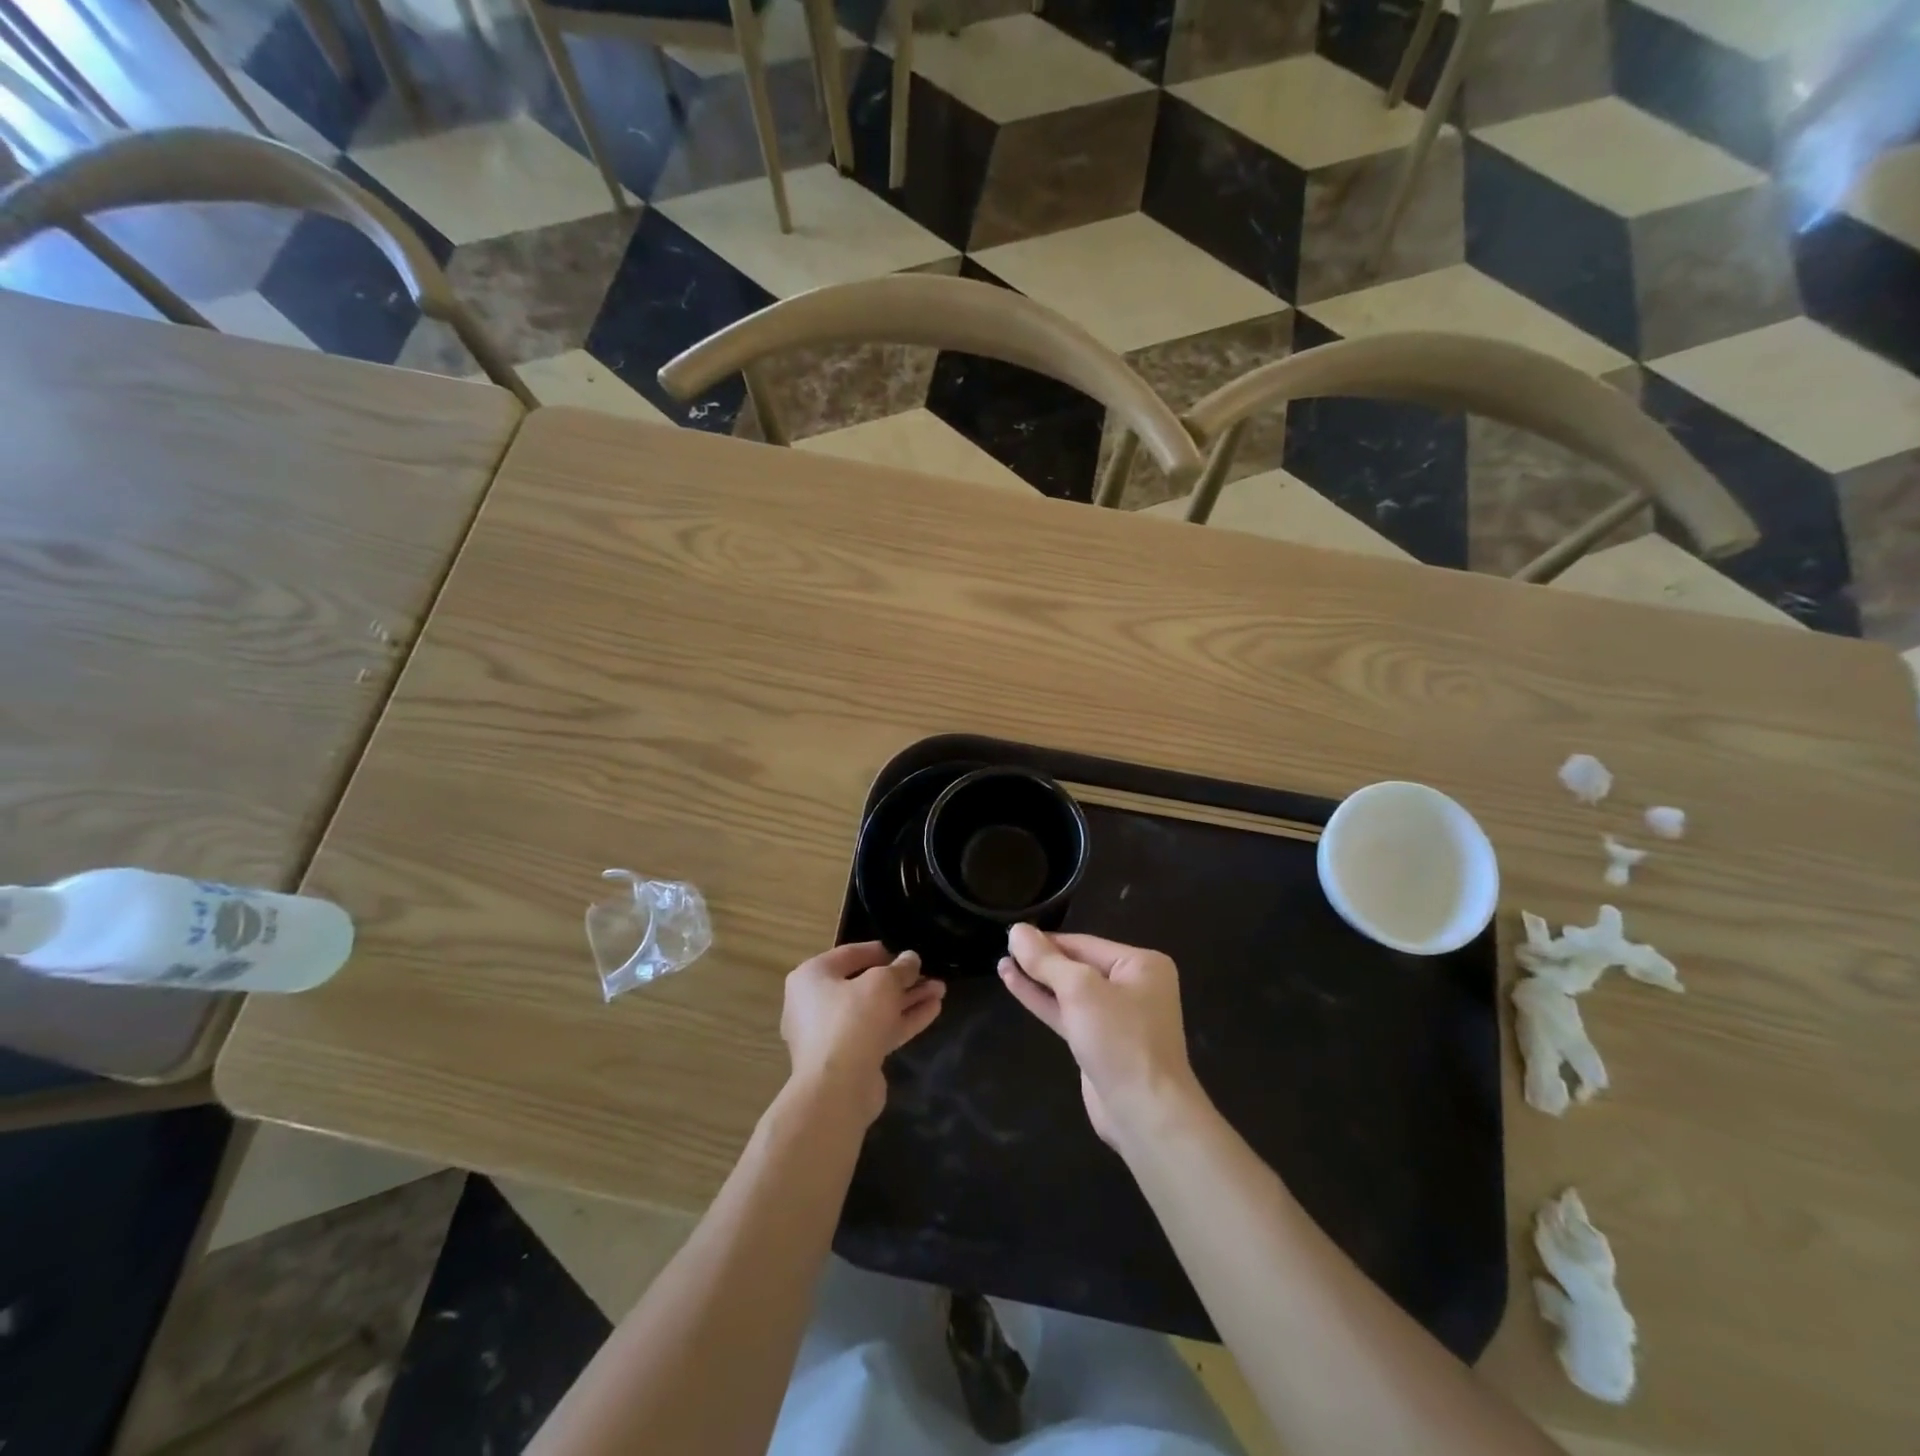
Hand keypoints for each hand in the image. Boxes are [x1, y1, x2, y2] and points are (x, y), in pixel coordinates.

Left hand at [781, 942, 944, 1125]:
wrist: (836, 1090)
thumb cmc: (852, 1020)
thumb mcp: (882, 983)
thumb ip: (900, 968)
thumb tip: (911, 959)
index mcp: (813, 976)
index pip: (850, 954)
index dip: (882, 951)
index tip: (908, 954)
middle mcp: (816, 1003)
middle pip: (865, 984)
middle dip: (902, 980)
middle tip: (930, 974)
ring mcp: (832, 1034)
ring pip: (875, 1010)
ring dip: (907, 999)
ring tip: (940, 990)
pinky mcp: (849, 1058)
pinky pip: (878, 1031)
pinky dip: (903, 1020)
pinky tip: (933, 1009)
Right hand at [999, 925, 1200, 1146]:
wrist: (1144, 1113)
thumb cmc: (1120, 1039)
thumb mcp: (1080, 990)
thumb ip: (1046, 960)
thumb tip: (1017, 930)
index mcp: (1141, 965)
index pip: (1084, 943)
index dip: (1046, 940)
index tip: (1011, 935)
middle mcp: (1133, 986)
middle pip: (1077, 965)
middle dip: (1041, 960)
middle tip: (1003, 948)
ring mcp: (1116, 1017)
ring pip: (1069, 991)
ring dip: (1037, 980)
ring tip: (1002, 964)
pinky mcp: (1099, 1044)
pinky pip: (1067, 1014)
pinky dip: (1043, 1001)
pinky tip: (1014, 985)